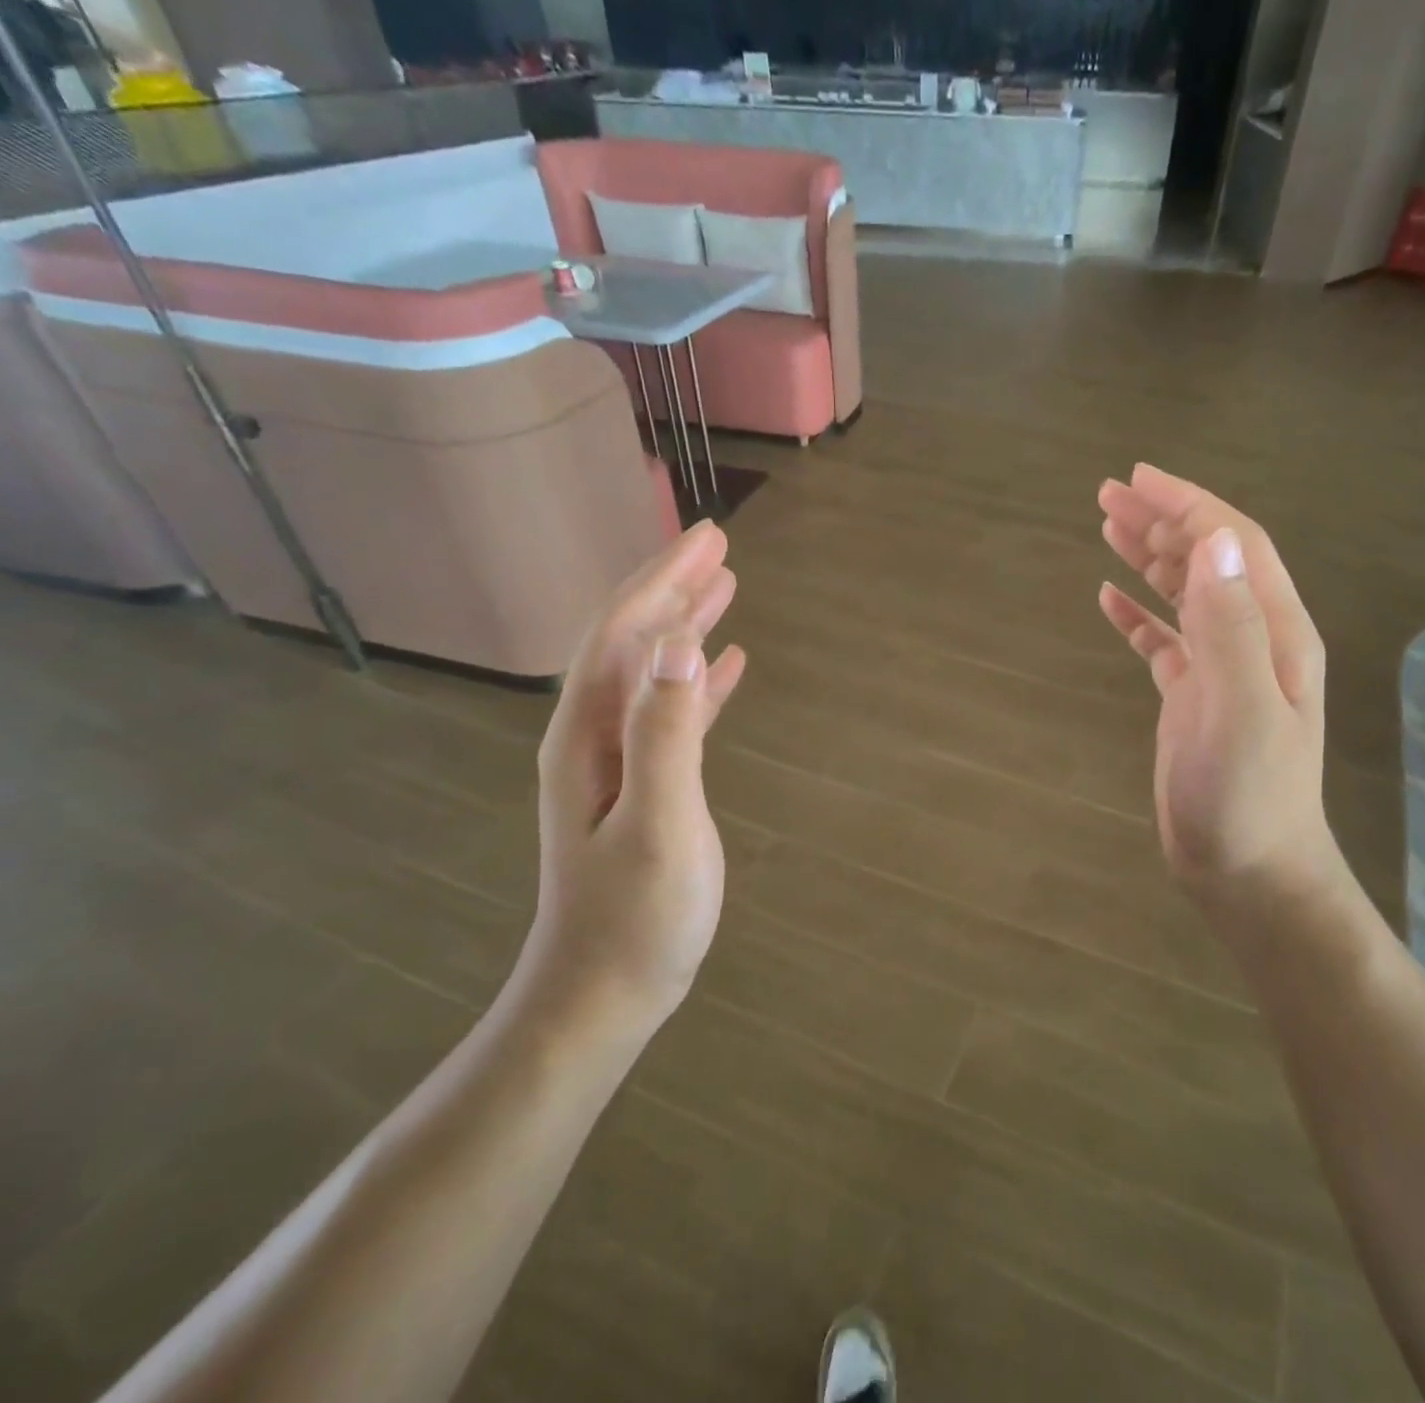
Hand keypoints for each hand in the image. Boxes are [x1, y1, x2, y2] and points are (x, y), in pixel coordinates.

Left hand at [512, 522, 746, 1048]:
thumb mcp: (658, 822)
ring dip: (686, 625)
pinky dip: (700, 681)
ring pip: (654, 671)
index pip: (625, 633)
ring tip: (725, 587)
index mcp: (590, 733)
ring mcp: (619, 760)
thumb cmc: (635, 916)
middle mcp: (595, 734)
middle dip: (673, 588)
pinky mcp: (645, 783)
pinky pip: (674, 712)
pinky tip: (726, 666)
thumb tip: (682, 644)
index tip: (708, 539)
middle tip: (718, 546)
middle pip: (634, 641)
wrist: (603, 994)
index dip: (664, 581)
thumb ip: (667, 732)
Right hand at [1097, 465, 1347, 916]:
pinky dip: (1137, 615)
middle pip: (1207, 560)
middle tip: (1107, 495)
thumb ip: (1230, 626)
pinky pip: (1163, 641)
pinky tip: (1108, 600)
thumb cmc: (1247, 797)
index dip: (1189, 505)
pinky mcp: (1194, 698)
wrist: (1249, 870)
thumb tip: (1213, 540)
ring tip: (1105, 527)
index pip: (1235, 545)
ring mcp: (1223, 669)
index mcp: (1276, 631)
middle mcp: (1254, 639)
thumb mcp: (1240, 710)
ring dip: (1148, 558)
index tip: (1138, 477)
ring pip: (1185, 594)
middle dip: (1161, 521)